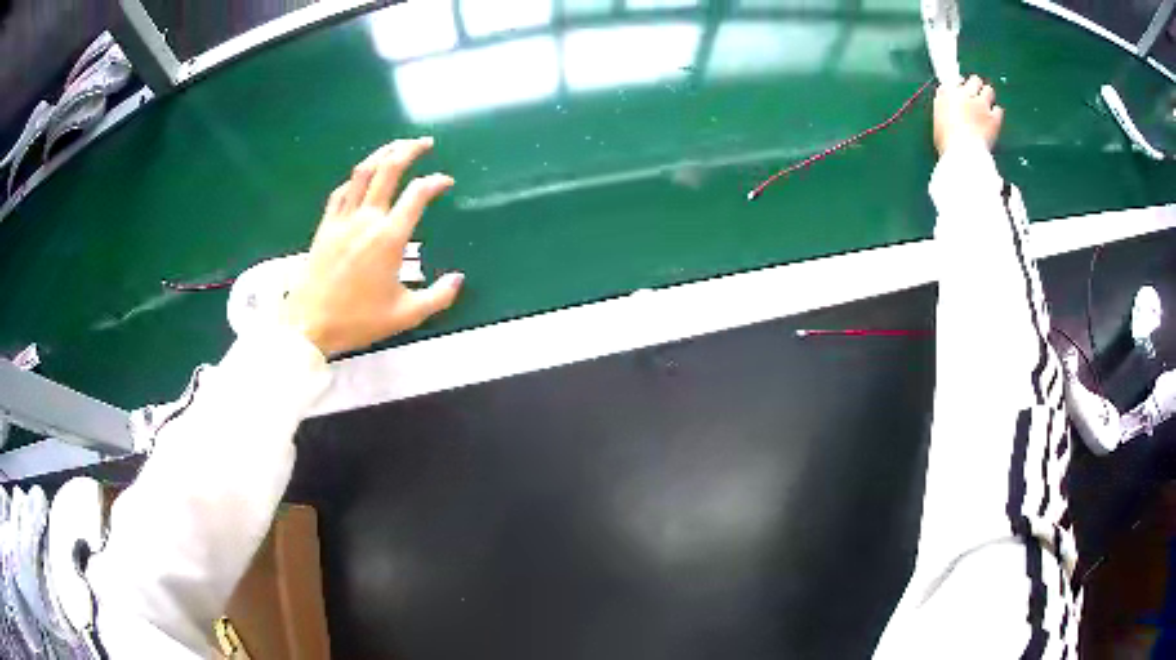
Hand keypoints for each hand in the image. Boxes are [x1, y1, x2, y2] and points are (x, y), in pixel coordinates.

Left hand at [282, 138, 463, 356]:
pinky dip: (356, 179)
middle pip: (389, 170)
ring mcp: (342, 220)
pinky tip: (362, 178)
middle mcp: (367, 220)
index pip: (417, 195)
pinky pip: (341, 192)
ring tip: (395, 147)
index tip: (446, 182)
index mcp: (389, 238)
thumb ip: (438, 297)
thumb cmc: (359, 321)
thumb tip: (459, 279)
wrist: (310, 325)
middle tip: (425, 143)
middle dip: (409, 150)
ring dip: (381, 154)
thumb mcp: (406, 315)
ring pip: (362, 173)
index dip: (436, 182)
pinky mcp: (325, 226)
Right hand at [934, 75, 1004, 155]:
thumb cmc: (946, 138)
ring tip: (986, 106)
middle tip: (976, 96)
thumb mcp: (938, 117)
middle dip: (976, 85)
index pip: (956, 80)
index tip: (961, 92)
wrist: (963, 152)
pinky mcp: (994, 119)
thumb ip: (944, 102)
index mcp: (948, 92)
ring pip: (989, 90)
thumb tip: (948, 93)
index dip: (960, 86)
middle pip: (975, 80)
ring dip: (988, 95)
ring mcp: (982, 105)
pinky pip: (999, 109)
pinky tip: (993, 119)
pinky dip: (996, 112)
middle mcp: (966, 93)